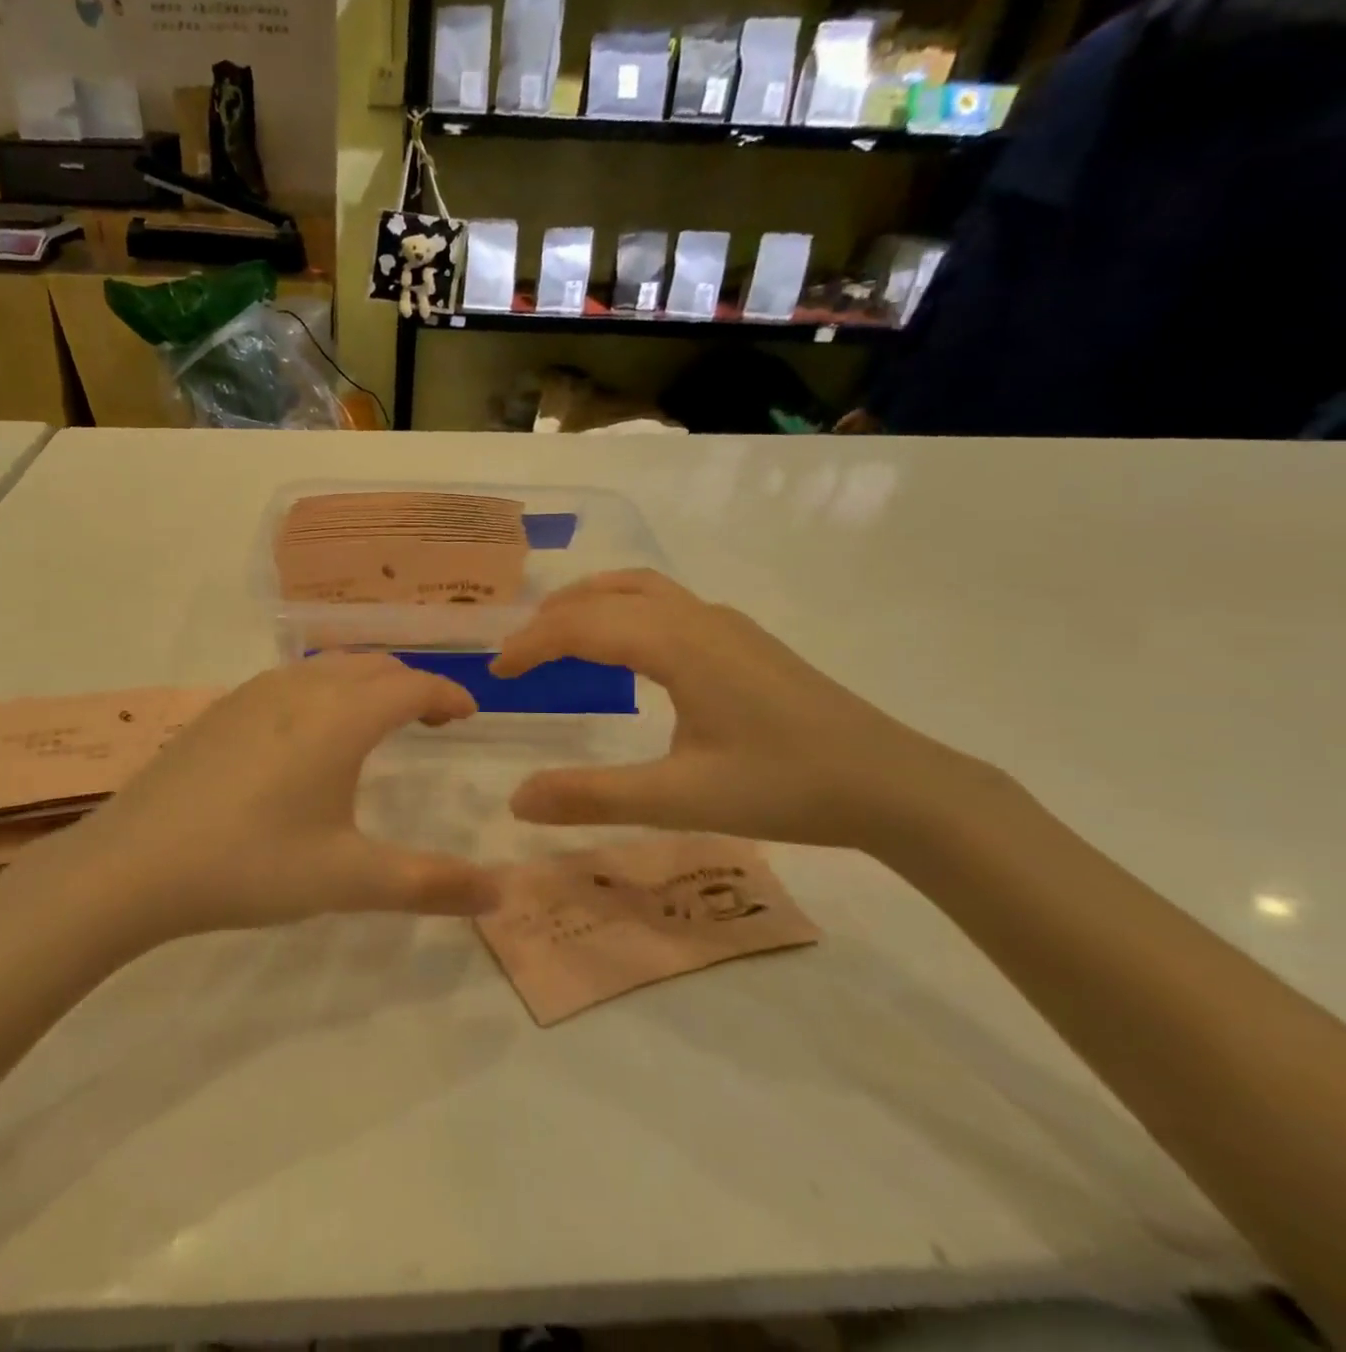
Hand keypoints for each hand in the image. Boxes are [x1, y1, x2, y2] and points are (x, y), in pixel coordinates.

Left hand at [13, 653, 501, 941]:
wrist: (132, 864)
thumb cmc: (251, 865)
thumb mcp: (348, 879)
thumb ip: (430, 884)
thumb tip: (501, 893)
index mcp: (341, 717)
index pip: (414, 685)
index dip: (448, 695)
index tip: (468, 715)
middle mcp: (302, 689)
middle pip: (374, 665)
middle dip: (412, 684)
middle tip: (430, 720)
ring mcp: (255, 693)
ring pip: (330, 667)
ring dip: (366, 683)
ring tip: (377, 722)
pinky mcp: (222, 708)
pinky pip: (292, 680)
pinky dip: (325, 691)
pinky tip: (308, 736)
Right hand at [491, 570, 997, 850]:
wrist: (894, 783)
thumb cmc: (785, 787)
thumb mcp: (679, 799)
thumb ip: (592, 797)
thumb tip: (516, 802)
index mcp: (676, 643)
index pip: (581, 626)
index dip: (530, 646)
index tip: (496, 675)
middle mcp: (696, 617)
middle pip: (605, 595)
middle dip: (551, 619)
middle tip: (517, 656)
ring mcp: (725, 622)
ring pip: (639, 588)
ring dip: (589, 603)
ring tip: (557, 633)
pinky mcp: (743, 639)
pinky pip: (664, 602)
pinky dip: (623, 609)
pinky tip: (627, 649)